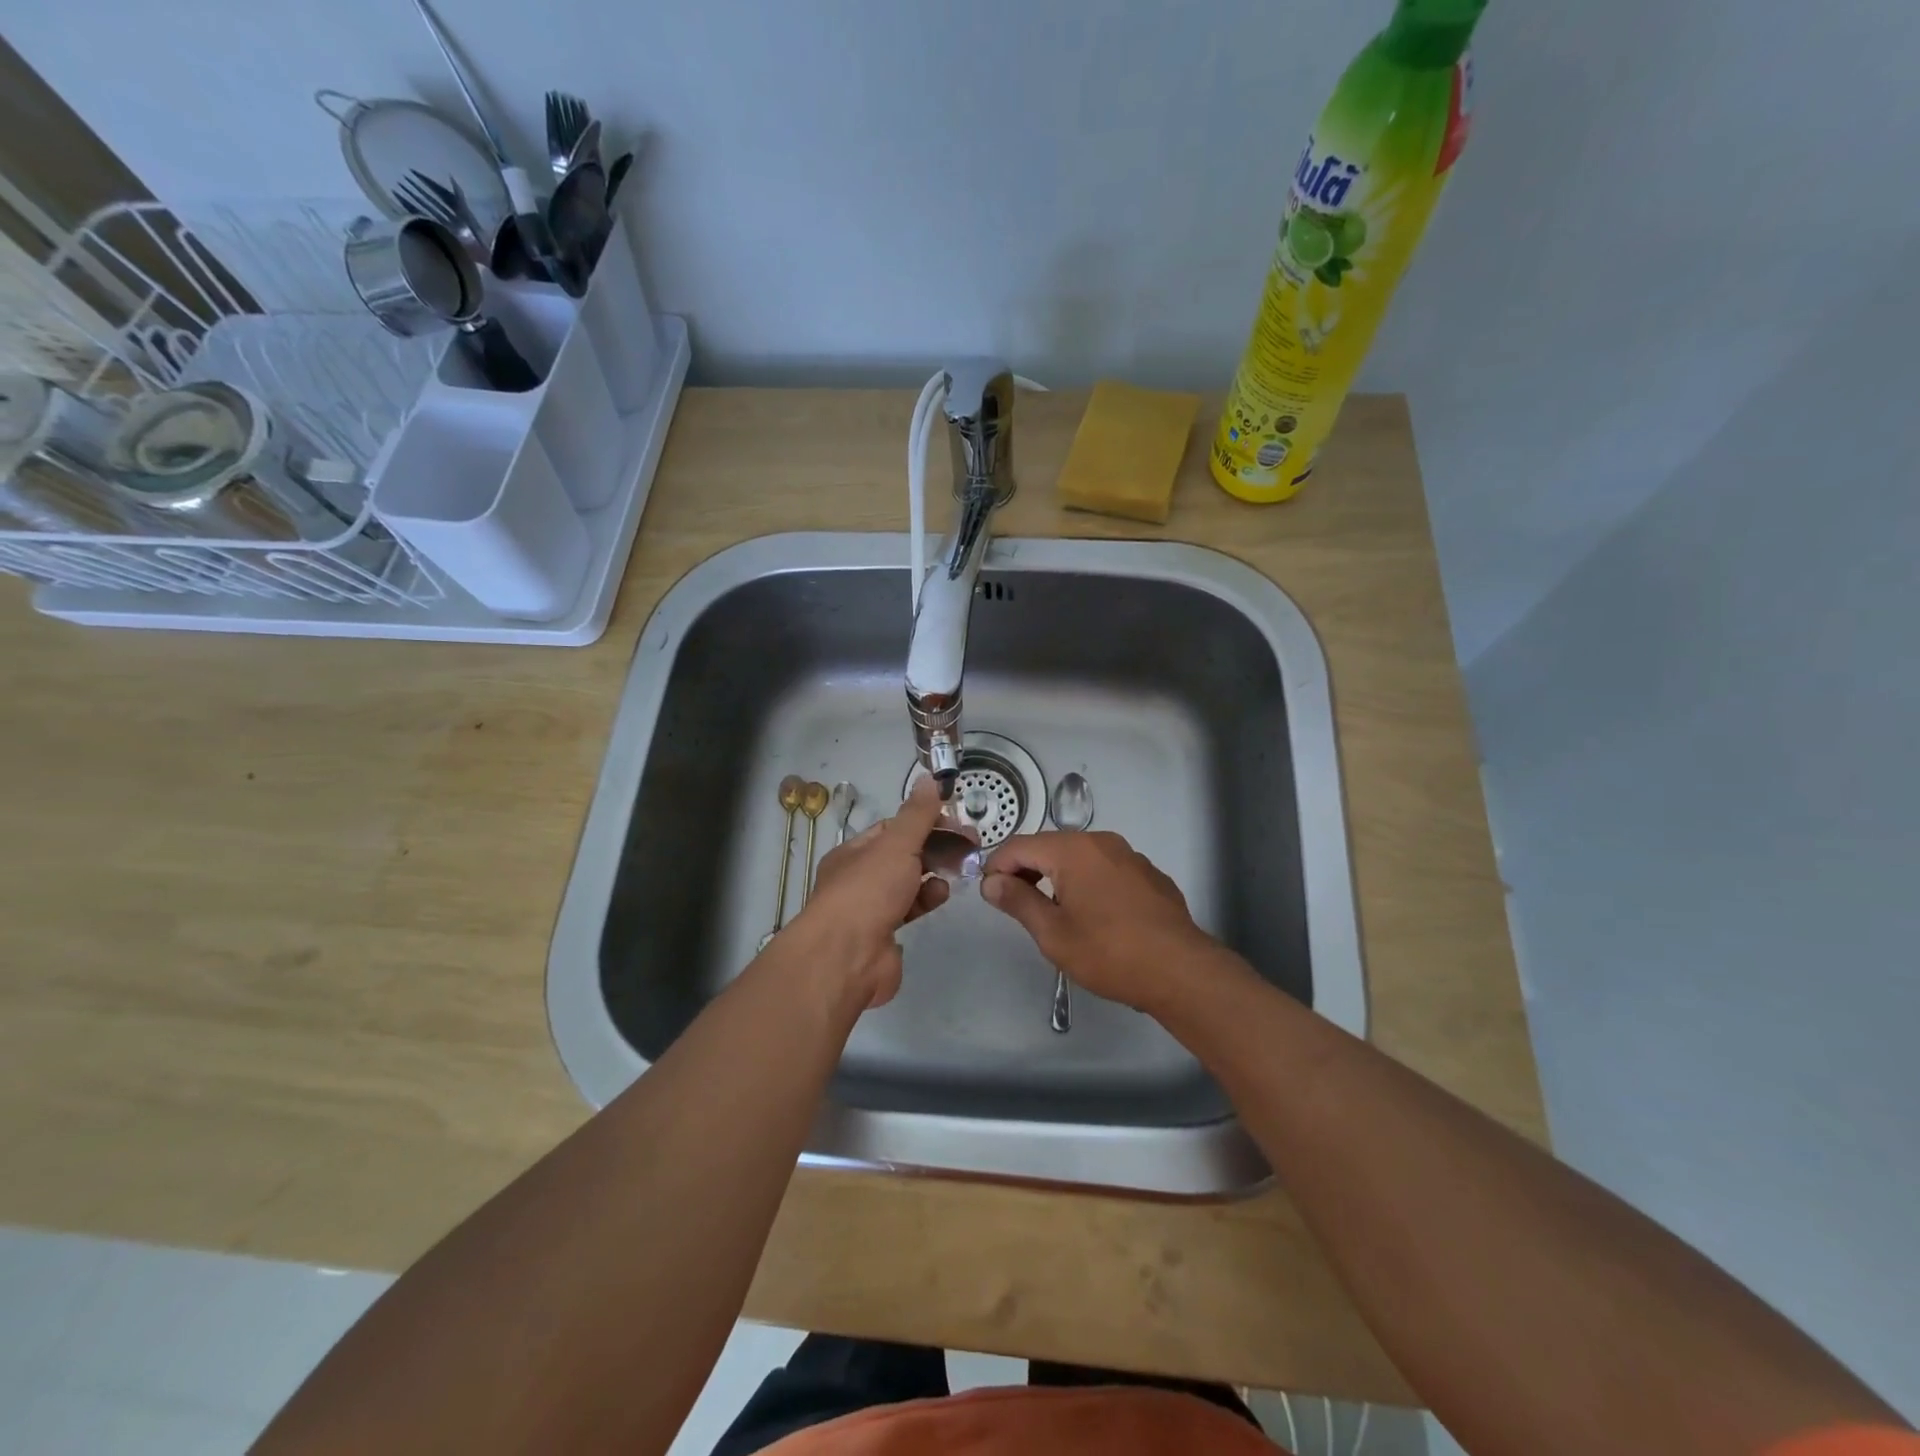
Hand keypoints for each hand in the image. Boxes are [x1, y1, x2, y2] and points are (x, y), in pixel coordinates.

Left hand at [780, 777, 950, 1010]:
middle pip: (902, 855)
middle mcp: (858, 878)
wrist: (846, 958)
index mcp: (854, 852)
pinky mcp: (884, 934)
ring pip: (907, 883)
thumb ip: (917, 815)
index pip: (893, 828)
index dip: (925, 821)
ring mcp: (870, 908)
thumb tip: (928, 779)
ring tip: (956, 871)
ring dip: (932, 874)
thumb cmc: (868, 892)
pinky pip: (909, 910)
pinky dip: (926, 900)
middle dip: (935, 848)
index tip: (956, 822)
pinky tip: (939, 897)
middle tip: (969, 846)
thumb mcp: (896, 845)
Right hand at [981, 831, 1226, 1015]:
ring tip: (1054, 913)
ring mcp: (1130, 857)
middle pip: (1051, 847)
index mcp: (1073, 850)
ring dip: (1058, 877)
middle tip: (1015, 905)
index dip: (997, 866)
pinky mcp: (1150, 875)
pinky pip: (1106, 870)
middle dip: (1027, 870)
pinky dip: (1089, 884)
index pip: (1020, 846)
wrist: (1181, 971)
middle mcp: (1102, 842)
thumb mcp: (1053, 933)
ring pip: (1080, 858)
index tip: (989, 894)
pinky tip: (1095, 917)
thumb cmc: (1109, 953)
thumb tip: (991, 881)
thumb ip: (1018, 901)